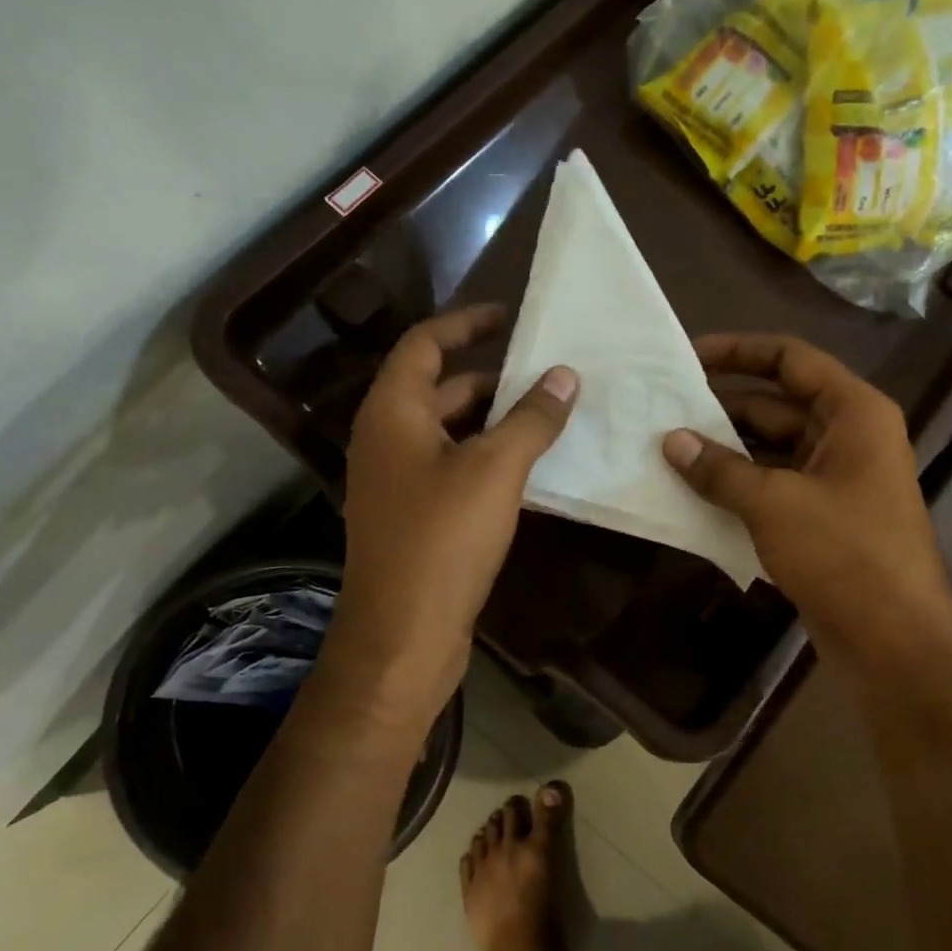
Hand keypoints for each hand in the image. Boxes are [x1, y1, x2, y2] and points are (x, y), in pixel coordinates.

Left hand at [319, 305, 576, 731]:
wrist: (403, 634)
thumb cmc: (443, 539)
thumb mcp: (495, 470)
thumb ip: (531, 418)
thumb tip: (564, 376)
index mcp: (393, 413)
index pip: (423, 344)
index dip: (464, 323)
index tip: (509, 316)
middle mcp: (387, 439)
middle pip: (438, 388)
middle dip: (490, 376)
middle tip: (545, 373)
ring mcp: (397, 481)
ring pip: (449, 431)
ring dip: (493, 419)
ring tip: (547, 415)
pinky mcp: (413, 516)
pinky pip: (452, 467)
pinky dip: (486, 457)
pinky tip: (528, 468)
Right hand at [662, 333, 951, 667]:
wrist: (894, 640)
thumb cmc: (844, 553)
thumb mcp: (775, 503)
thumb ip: (720, 469)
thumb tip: (671, 441)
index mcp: (853, 412)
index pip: (791, 359)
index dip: (739, 351)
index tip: (688, 356)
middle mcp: (848, 437)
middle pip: (777, 404)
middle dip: (722, 407)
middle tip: (664, 409)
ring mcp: (836, 480)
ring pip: (772, 449)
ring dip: (726, 450)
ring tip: (668, 448)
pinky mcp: (823, 518)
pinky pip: (774, 486)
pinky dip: (738, 485)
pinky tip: (694, 491)